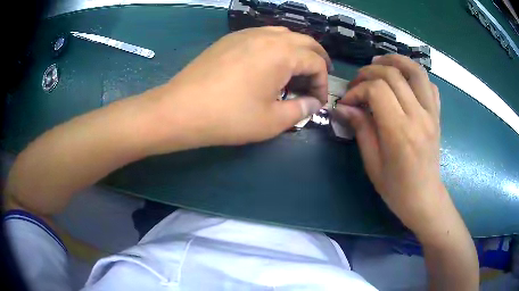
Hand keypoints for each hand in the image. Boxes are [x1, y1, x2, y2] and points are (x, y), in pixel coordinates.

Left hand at [147, 27, 330, 152]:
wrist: (181, 109)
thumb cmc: (229, 117)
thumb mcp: (272, 121)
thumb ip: (301, 110)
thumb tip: (314, 103)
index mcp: (282, 53)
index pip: (316, 62)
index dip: (323, 83)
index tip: (317, 102)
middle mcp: (267, 36)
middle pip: (304, 41)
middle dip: (317, 60)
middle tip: (318, 79)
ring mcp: (246, 34)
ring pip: (283, 34)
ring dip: (296, 51)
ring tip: (295, 70)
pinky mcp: (230, 39)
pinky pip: (263, 35)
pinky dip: (275, 46)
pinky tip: (269, 63)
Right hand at [333, 54, 445, 236]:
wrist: (425, 199)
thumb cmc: (396, 188)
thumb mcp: (372, 163)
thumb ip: (361, 129)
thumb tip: (344, 107)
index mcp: (400, 131)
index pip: (377, 90)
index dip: (358, 90)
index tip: (348, 102)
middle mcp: (418, 116)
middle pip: (393, 74)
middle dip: (370, 72)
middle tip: (358, 83)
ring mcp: (431, 113)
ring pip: (416, 71)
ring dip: (395, 60)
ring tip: (380, 62)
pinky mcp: (437, 115)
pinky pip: (429, 85)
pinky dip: (415, 76)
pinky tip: (404, 81)